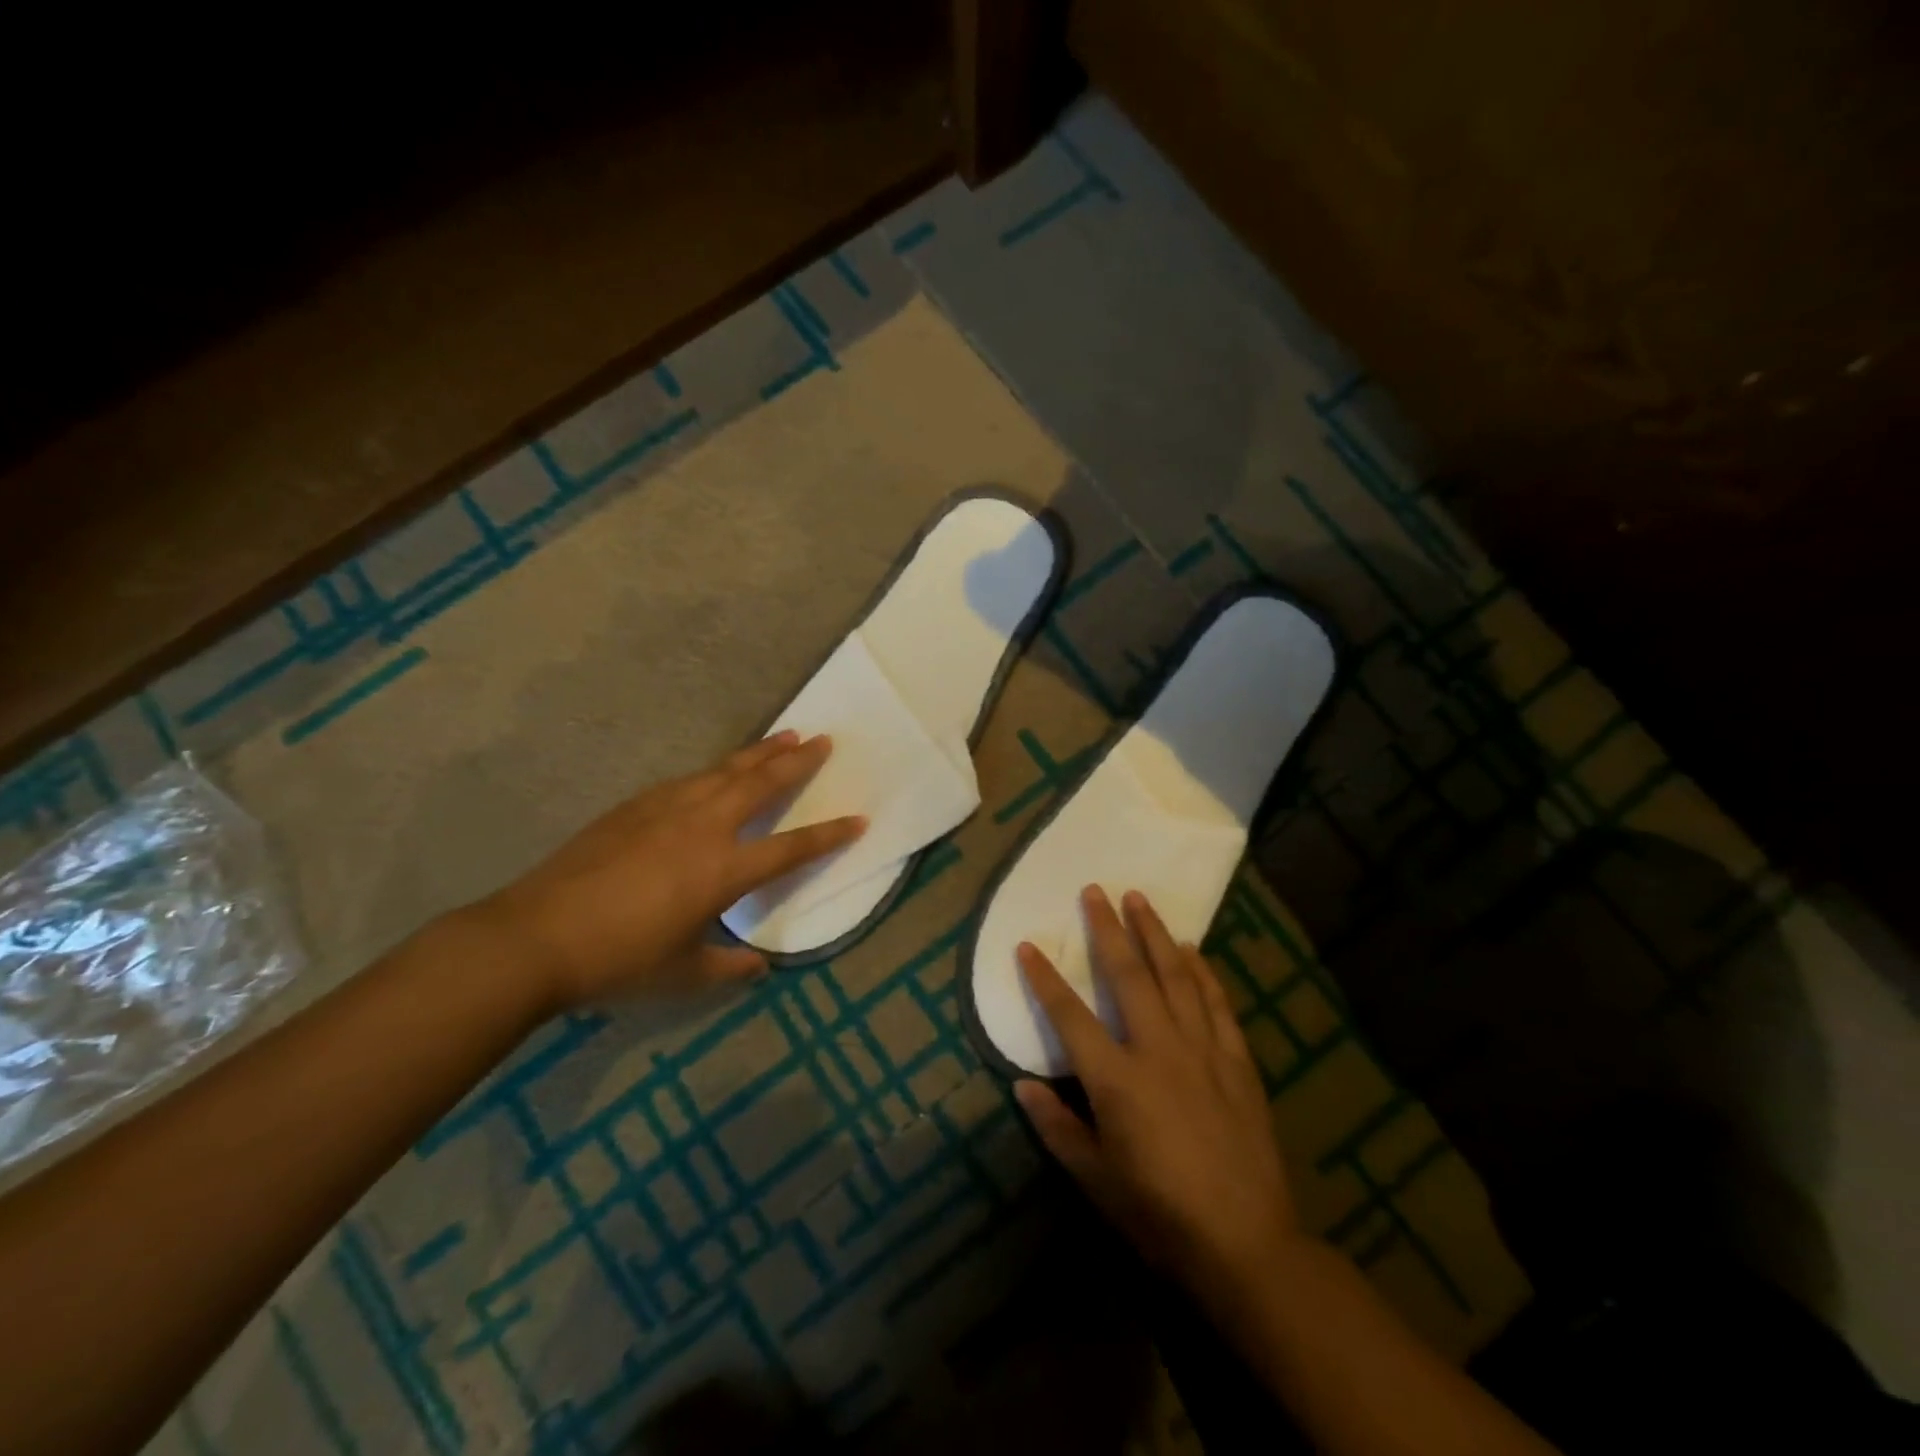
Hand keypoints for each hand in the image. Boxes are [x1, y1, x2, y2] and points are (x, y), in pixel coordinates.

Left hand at [474, 732, 864, 1008]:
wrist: (535, 936)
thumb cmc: (619, 959)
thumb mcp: (683, 974)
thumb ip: (728, 966)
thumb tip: (759, 966)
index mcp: (724, 870)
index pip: (791, 847)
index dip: (829, 835)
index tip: (859, 819)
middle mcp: (704, 827)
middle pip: (761, 784)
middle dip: (798, 762)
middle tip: (824, 741)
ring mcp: (667, 809)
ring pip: (725, 770)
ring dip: (759, 753)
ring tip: (785, 736)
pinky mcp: (635, 806)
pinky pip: (689, 778)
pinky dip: (716, 769)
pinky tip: (717, 770)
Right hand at [1015, 887, 1302, 1306]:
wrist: (1247, 1243)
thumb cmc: (1160, 1214)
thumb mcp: (1096, 1179)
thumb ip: (1056, 1127)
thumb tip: (1021, 1084)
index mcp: (1116, 1080)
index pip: (1069, 1016)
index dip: (1044, 978)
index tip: (1026, 944)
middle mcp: (1157, 1050)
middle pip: (1127, 975)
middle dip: (1108, 928)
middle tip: (1095, 889)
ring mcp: (1202, 1049)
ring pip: (1174, 975)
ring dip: (1154, 933)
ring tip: (1139, 898)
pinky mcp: (1236, 1060)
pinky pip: (1216, 1002)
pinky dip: (1202, 971)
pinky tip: (1191, 949)